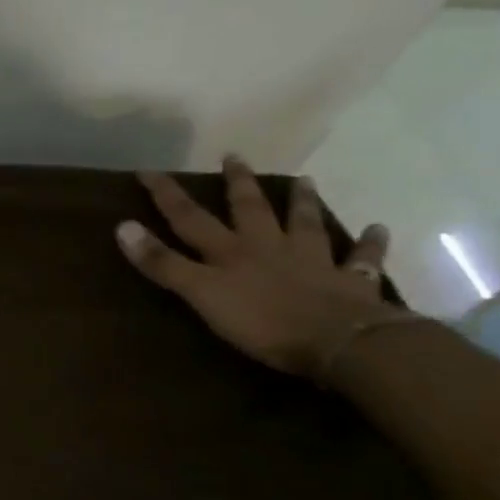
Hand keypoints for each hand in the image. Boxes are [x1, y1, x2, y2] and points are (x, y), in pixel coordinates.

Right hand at [116, 155, 402, 377]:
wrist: (340, 342)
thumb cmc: (261, 321)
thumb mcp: (200, 293)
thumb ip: (163, 263)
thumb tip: (122, 226)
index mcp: (229, 252)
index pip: (189, 218)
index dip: (166, 195)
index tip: (148, 171)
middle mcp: (268, 247)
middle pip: (250, 210)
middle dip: (238, 184)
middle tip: (234, 157)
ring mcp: (312, 262)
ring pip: (305, 224)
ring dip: (303, 202)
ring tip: (304, 180)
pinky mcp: (350, 284)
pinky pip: (360, 260)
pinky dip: (368, 245)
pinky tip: (377, 230)